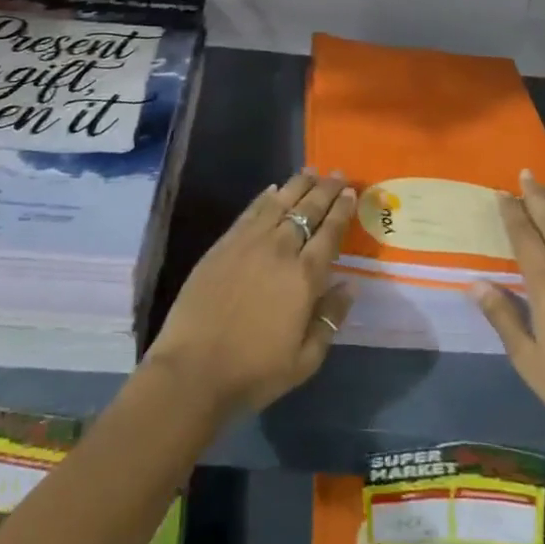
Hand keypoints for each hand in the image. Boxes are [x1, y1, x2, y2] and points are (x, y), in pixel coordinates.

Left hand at [144, 172, 357, 417]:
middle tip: (337, 174)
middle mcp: (280, 250)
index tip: (350, 192)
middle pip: (307, 210)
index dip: (341, 211)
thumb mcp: (305, 360)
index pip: (329, 233)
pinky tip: (274, 189)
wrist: (194, 370)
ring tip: (311, 171)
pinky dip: (265, 197)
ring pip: (280, 202)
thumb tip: (350, 285)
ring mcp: (249, 243)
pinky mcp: (224, 244)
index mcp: (304, 277)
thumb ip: (330, 319)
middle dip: (325, 190)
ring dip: (298, 185)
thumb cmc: (254, 372)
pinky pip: (251, 211)